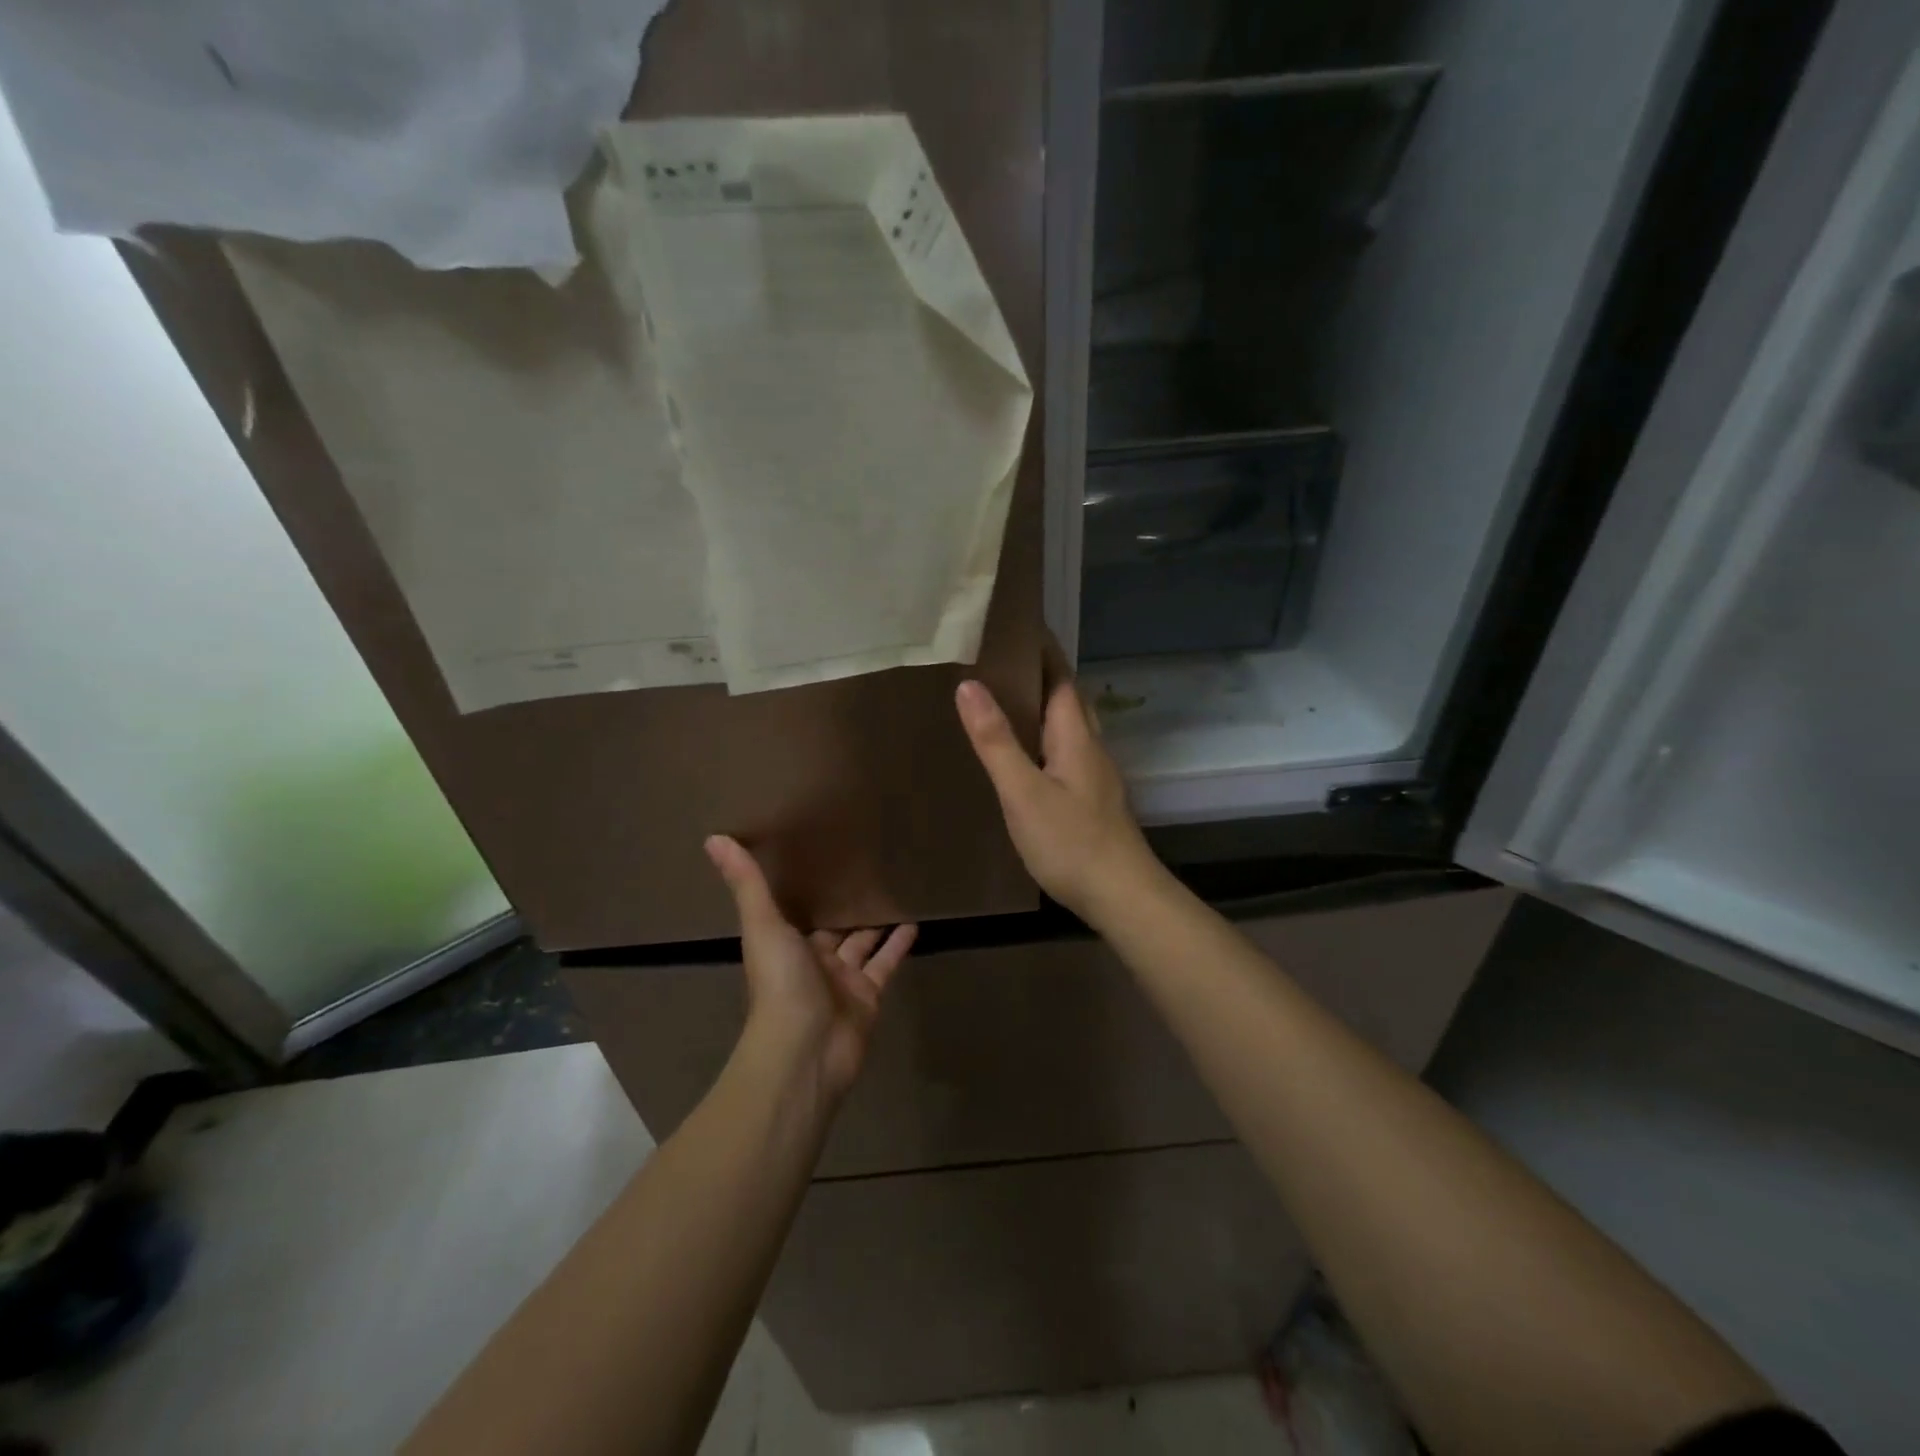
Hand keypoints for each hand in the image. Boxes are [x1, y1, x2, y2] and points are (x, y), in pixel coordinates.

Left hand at [704, 835, 915, 1106]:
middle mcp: (813, 961)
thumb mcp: (763, 925)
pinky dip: (899, 945)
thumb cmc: (780, 984)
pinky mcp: (869, 997)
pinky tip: (915, 922)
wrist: (805, 1050)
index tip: (824, 857)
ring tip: (897, 890)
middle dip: (847, 904)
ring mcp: (843, 981)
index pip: (799, 910)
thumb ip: (747, 884)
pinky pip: (886, 964)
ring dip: (877, 922)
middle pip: (834, 927)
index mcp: (785, 944)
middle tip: (869, 869)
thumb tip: (713, 838)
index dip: (810, 889)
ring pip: (863, 944)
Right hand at [955, 664, 1161, 924]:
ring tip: (1005, 700)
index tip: (1013, 626)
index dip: (1041, 650)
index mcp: (1075, 736)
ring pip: (1069, 726)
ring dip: (1044, 707)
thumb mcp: (1023, 791)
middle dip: (1040, 674)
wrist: (1121, 894)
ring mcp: (1095, 774)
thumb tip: (969, 685)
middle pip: (1067, 698)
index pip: (1060, 677)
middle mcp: (1090, 747)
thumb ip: (996, 741)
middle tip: (999, 660)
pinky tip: (1027, 754)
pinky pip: (1067, 751)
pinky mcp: (1093, 798)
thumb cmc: (1070, 841)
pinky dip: (1045, 738)